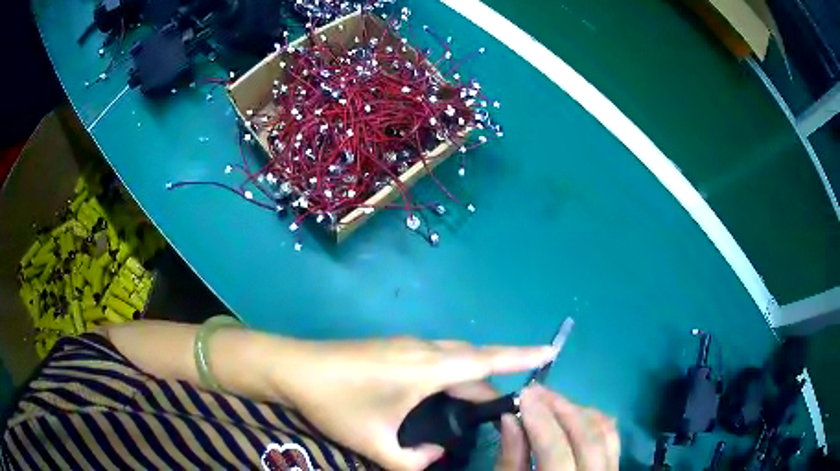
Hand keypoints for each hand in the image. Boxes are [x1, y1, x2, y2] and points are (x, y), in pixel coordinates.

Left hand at [269, 337, 556, 469]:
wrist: (293, 367)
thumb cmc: (335, 404)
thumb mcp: (373, 443)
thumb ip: (411, 460)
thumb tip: (438, 455)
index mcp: (427, 368)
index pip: (487, 360)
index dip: (521, 355)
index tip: (551, 350)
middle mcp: (423, 349)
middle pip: (474, 358)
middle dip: (498, 375)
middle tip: (512, 403)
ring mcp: (407, 345)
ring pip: (455, 356)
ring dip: (474, 373)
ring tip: (483, 401)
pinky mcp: (394, 347)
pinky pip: (438, 356)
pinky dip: (454, 371)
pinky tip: (445, 392)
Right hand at [495, 384, 619, 470]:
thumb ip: (511, 459)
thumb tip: (510, 418)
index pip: (557, 452)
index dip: (541, 421)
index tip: (523, 395)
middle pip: (588, 438)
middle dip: (561, 408)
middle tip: (535, 390)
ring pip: (605, 433)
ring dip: (578, 410)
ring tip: (551, 400)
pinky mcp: (615, 468)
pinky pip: (612, 438)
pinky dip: (595, 420)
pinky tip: (575, 413)